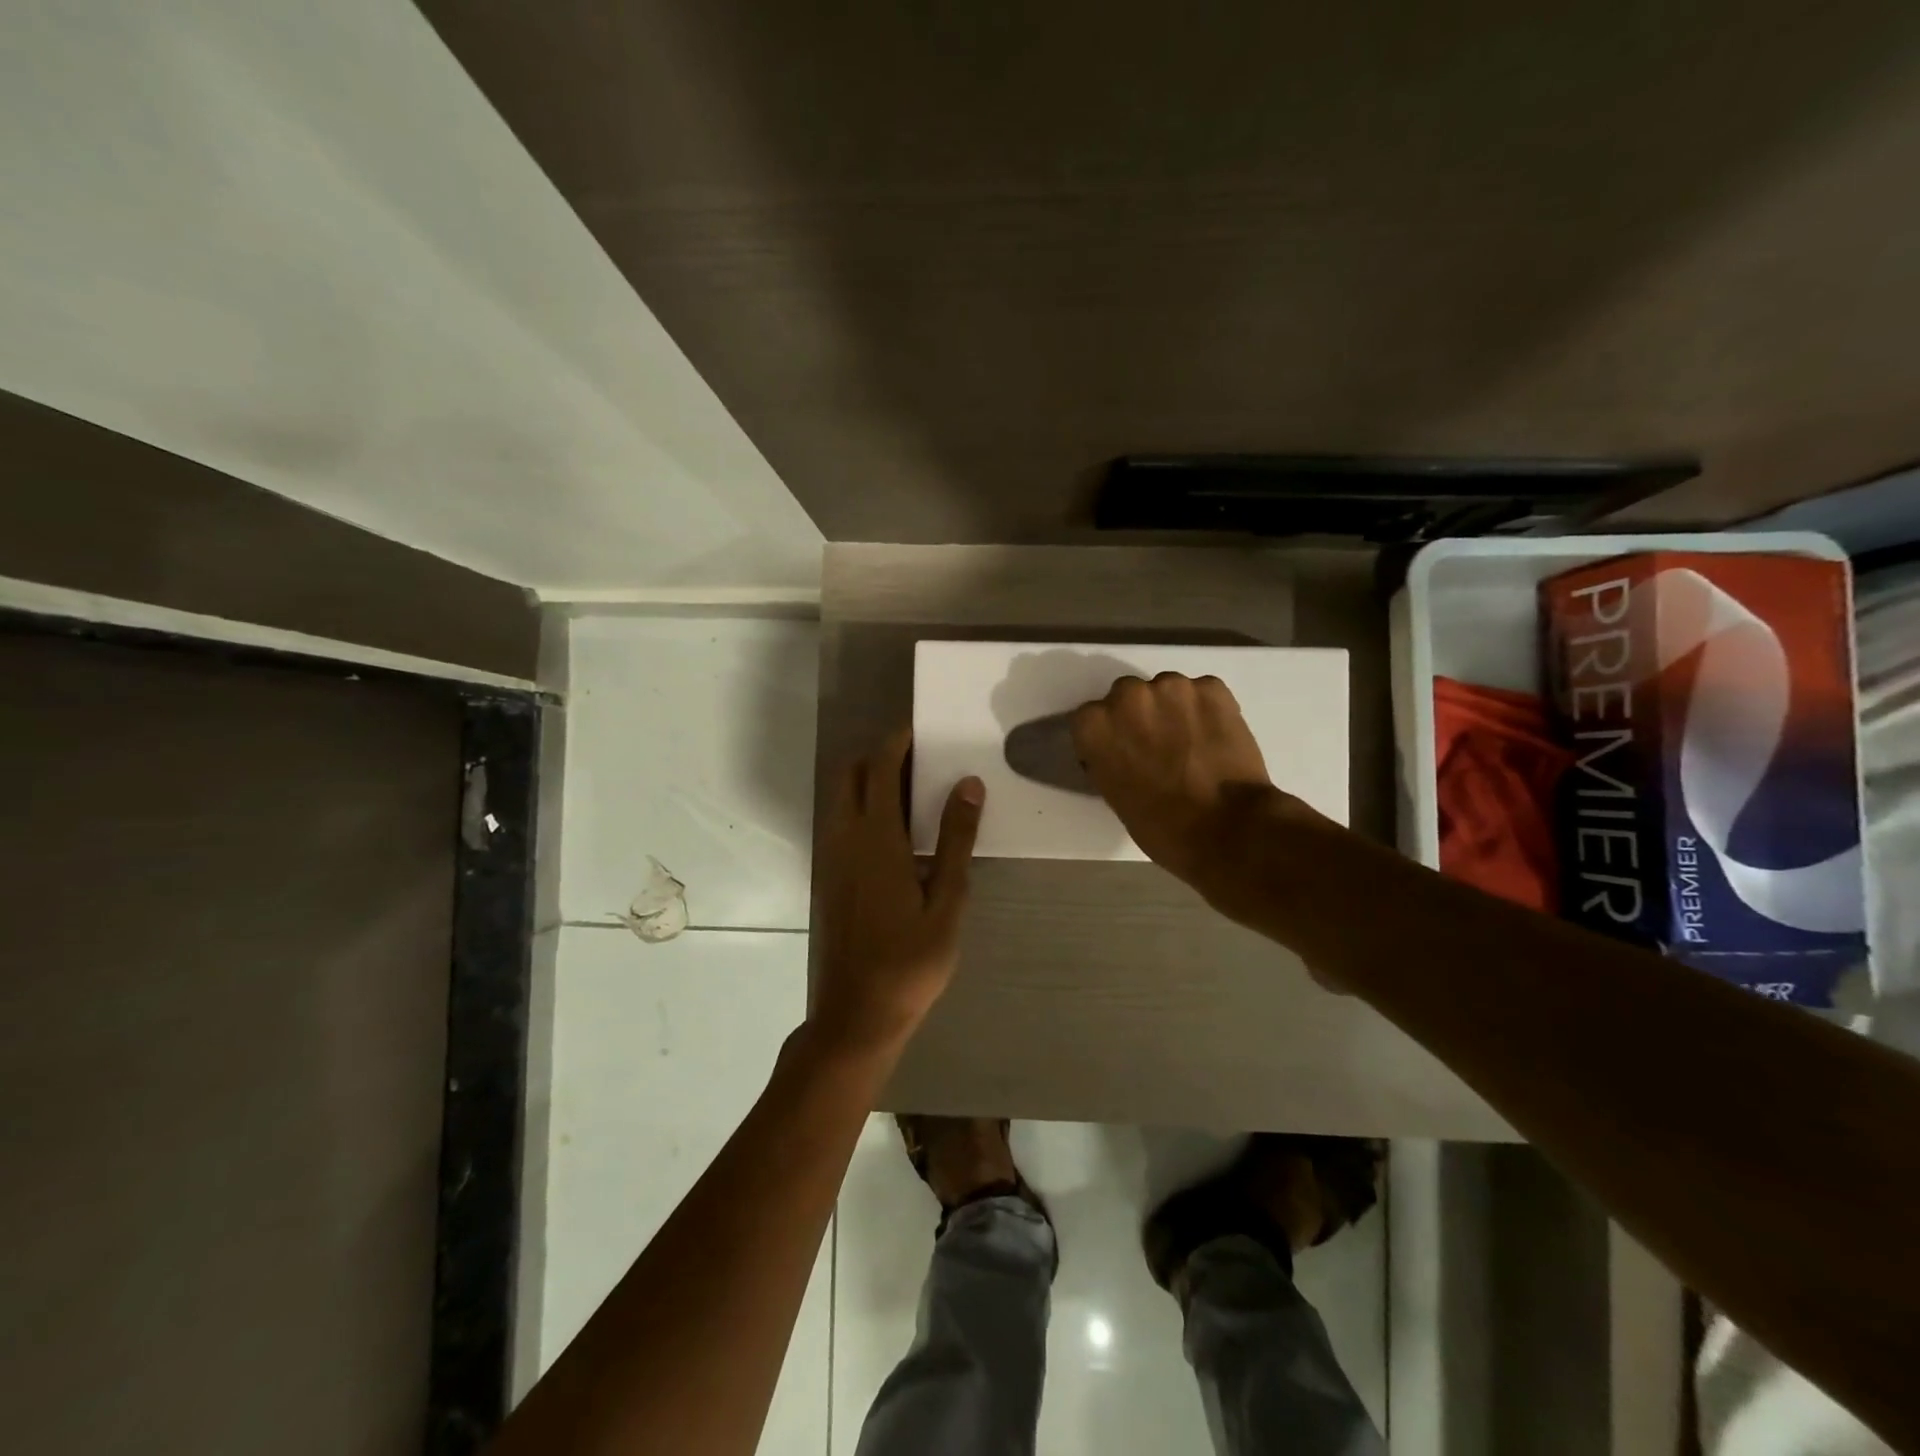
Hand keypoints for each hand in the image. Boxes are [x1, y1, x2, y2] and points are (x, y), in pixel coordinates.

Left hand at [811, 728, 983, 1065]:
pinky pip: (842, 823)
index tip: (921, 729)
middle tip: (919, 759)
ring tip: (914, 791)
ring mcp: (832, 859)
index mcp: (876, 839)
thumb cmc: (911, 962)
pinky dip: (863, 807)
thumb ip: (955, 840)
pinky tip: (897, 832)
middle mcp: (846, 839)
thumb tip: (967, 784)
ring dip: (870, 780)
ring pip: (843, 798)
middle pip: (851, 774)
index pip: (880, 769)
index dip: (897, 742)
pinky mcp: (830, 878)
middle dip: (879, 755)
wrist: (857, 1014)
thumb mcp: (947, 902)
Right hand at [1071, 672, 1292, 910]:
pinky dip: (1208, 710)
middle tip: (1158, 745)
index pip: (1091, 718)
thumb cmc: (1161, 825)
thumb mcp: (1114, 793)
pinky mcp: (1212, 687)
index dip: (1109, 735)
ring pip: (1167, 690)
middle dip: (1139, 715)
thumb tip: (1122, 750)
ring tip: (1192, 743)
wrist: (1226, 828)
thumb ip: (1109, 758)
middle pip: (1127, 694)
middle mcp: (1127, 695)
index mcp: (1094, 725)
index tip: (1123, 752)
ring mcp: (1172, 686)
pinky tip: (1216, 738)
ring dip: (1174, 709)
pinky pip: (1203, 692)